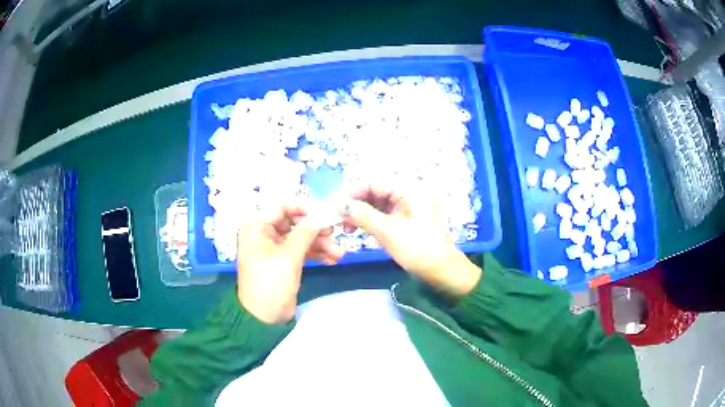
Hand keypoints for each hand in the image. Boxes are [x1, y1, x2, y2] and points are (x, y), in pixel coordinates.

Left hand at [236, 203, 344, 323]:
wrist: (264, 318)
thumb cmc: (271, 283)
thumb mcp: (288, 256)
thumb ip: (306, 232)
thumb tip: (322, 213)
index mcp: (256, 227)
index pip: (281, 207)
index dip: (304, 208)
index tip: (325, 213)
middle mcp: (264, 234)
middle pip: (293, 223)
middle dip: (315, 230)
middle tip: (334, 234)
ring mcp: (274, 248)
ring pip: (300, 238)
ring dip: (319, 244)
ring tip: (339, 252)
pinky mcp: (284, 261)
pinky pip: (300, 251)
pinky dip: (315, 254)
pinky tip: (332, 259)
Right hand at [341, 185, 480, 296]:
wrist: (441, 270)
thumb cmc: (417, 248)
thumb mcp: (387, 231)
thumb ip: (362, 215)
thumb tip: (339, 204)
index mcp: (408, 189)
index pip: (373, 183)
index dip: (352, 193)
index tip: (334, 205)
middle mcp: (408, 193)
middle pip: (375, 192)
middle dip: (356, 204)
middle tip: (338, 219)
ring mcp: (408, 206)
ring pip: (378, 204)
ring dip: (361, 214)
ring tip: (346, 228)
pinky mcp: (407, 219)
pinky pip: (385, 214)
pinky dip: (371, 221)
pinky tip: (359, 230)